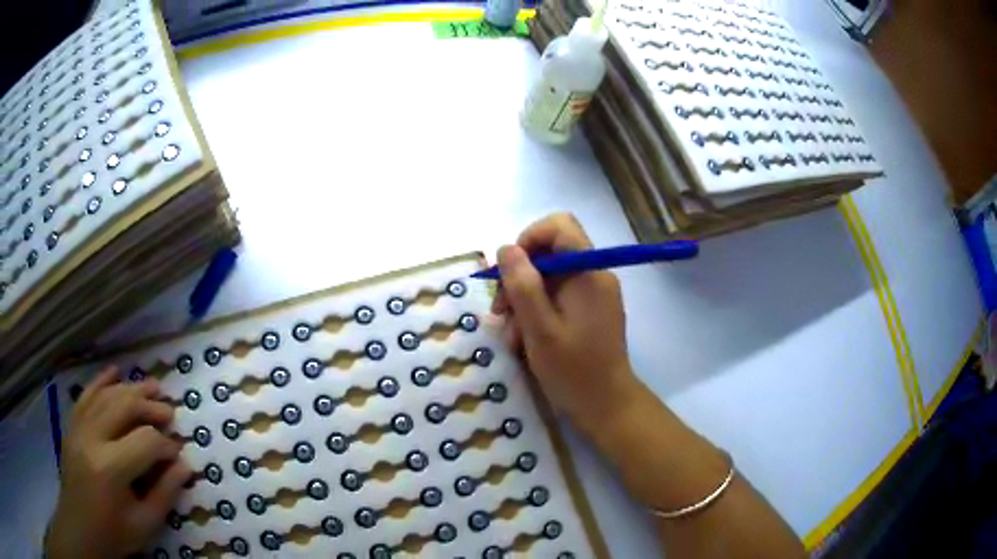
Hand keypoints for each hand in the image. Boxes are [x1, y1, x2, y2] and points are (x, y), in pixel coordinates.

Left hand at [46, 367, 189, 558]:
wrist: (80, 528)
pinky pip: (86, 395)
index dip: (167, 445)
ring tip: (153, 388)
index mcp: (111, 468)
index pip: (146, 441)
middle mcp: (92, 438)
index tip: (179, 454)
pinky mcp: (71, 425)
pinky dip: (101, 381)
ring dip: (131, 389)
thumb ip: (165, 493)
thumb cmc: (114, 533)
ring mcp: (78, 428)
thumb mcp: (145, 524)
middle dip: (150, 407)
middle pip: (124, 407)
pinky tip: (115, 371)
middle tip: (170, 413)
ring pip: (106, 396)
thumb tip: (184, 465)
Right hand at [492, 213, 638, 436]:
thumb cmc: (574, 371)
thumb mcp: (539, 329)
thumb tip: (506, 248)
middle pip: (550, 254)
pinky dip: (537, 314)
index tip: (510, 271)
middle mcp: (594, 276)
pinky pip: (557, 299)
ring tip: (513, 337)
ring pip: (548, 279)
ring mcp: (593, 295)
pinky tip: (525, 342)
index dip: (529, 239)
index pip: (559, 226)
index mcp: (588, 273)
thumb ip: (522, 286)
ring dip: (524, 303)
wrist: (606, 406)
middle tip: (501, 312)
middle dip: (519, 279)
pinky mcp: (589, 312)